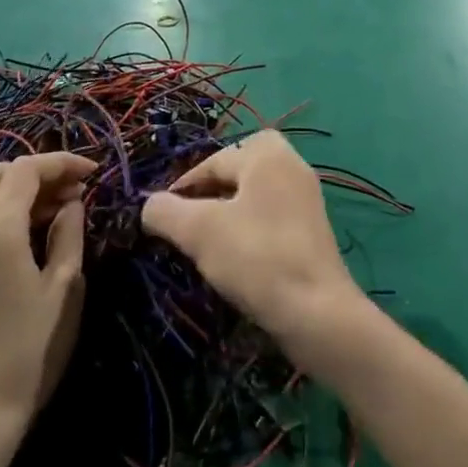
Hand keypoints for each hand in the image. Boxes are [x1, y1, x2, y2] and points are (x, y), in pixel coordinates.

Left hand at [0, 152, 92, 435]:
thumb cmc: (31, 348)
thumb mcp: (64, 286)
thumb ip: (69, 233)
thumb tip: (71, 202)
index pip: (26, 170)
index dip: (62, 162)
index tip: (94, 172)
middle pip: (0, 174)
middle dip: (39, 172)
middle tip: (75, 189)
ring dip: (21, 189)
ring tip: (59, 208)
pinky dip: (5, 210)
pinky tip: (33, 231)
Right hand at [141, 131, 362, 349]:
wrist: (317, 312)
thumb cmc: (256, 258)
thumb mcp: (198, 232)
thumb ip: (166, 212)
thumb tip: (150, 205)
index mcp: (267, 154)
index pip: (212, 161)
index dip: (182, 187)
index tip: (163, 217)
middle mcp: (291, 165)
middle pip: (239, 167)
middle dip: (212, 188)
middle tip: (192, 218)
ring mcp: (307, 198)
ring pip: (256, 193)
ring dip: (230, 210)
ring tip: (210, 242)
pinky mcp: (313, 230)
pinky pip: (272, 215)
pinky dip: (251, 227)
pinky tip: (238, 258)